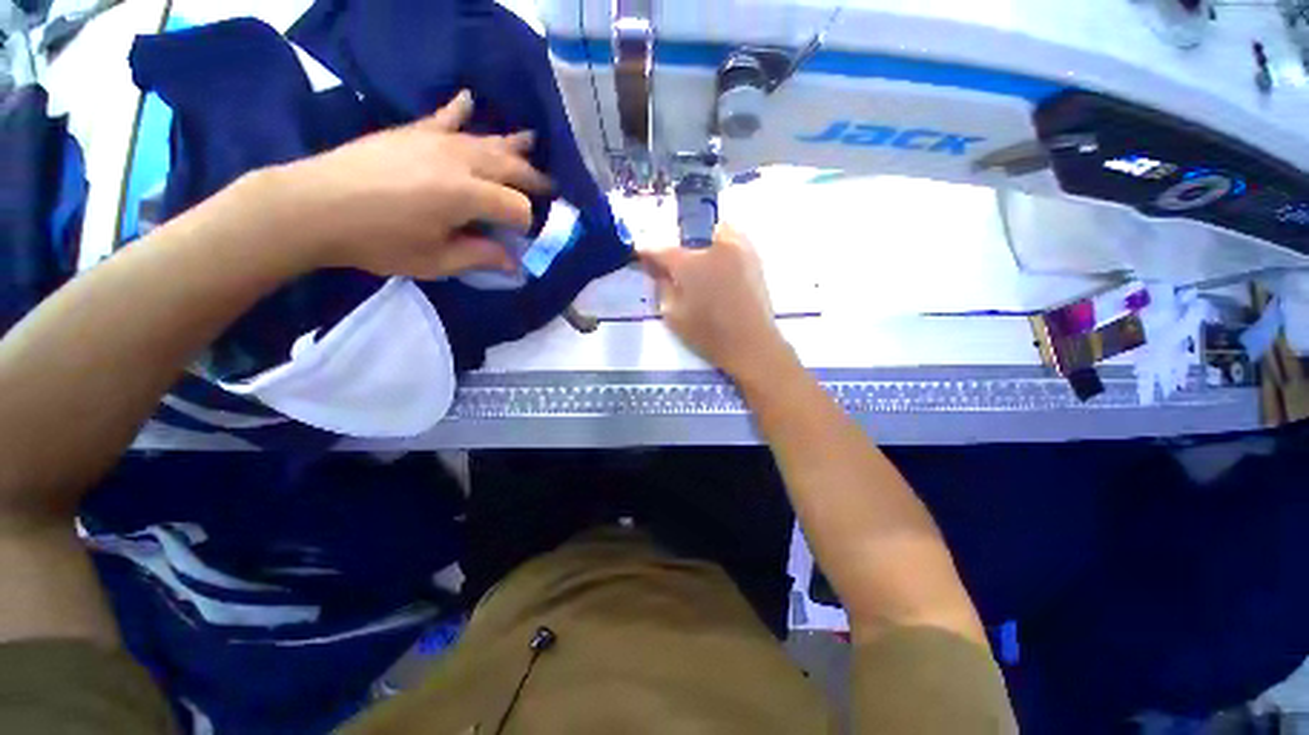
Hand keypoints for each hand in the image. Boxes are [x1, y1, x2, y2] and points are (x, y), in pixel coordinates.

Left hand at [270, 90, 552, 278]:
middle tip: (551, 189)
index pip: (517, 207)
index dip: (526, 225)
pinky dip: (458, 109)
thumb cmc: (378, 240)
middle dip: (534, 180)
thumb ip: (481, 257)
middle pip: (510, 167)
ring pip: (486, 140)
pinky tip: (469, 99)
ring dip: (512, 144)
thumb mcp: (436, 261)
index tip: (522, 241)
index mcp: (468, 195)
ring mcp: (435, 141)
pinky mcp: (412, 133)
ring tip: (533, 141)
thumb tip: (514, 262)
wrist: (313, 206)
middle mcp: (460, 161)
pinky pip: (443, 117)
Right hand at [639, 224, 793, 380]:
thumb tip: (658, 271)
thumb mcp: (673, 315)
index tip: (640, 256)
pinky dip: (721, 247)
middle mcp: (714, 246)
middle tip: (674, 267)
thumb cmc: (709, 334)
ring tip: (699, 265)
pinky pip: (732, 241)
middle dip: (678, 249)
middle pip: (688, 236)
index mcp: (690, 263)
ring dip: (702, 243)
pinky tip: (718, 268)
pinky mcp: (754, 257)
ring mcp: (738, 248)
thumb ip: (662, 287)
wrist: (751, 343)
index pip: (661, 250)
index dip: (648, 253)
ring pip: (713, 231)